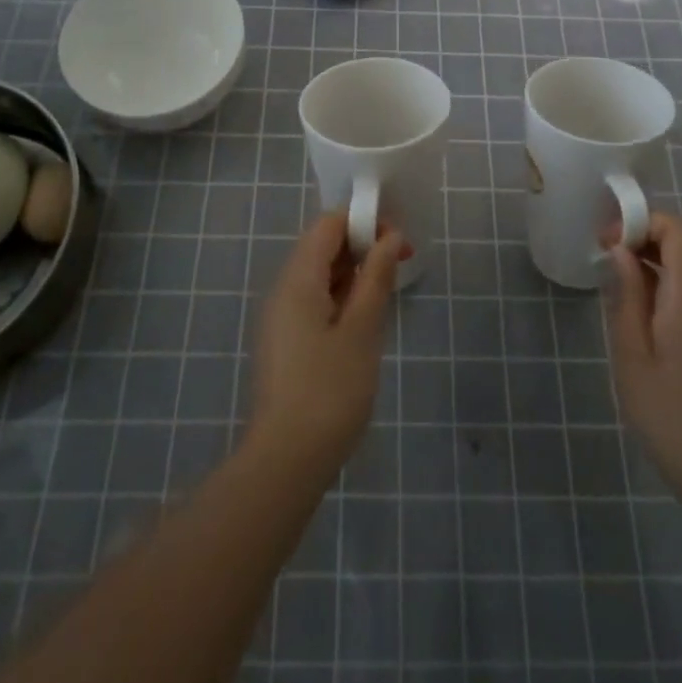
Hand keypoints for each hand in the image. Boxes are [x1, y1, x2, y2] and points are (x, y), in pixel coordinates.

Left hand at [250, 213, 408, 476]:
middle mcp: (283, 289)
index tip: (398, 242)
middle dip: (362, 246)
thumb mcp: (363, 330)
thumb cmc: (330, 390)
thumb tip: (389, 238)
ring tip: (386, 293)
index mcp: (298, 279)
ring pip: (319, 276)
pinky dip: (341, 298)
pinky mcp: (285, 341)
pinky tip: (364, 321)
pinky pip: (315, 301)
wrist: (287, 460)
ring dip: (354, 274)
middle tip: (400, 266)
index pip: (328, 225)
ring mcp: (281, 317)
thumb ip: (376, 278)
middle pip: (322, 246)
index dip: (364, 222)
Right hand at [603, 213, 681, 512]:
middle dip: (651, 231)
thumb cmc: (672, 420)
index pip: (680, 230)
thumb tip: (621, 251)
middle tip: (614, 255)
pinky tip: (649, 310)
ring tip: (625, 280)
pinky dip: (676, 277)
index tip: (607, 242)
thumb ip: (627, 297)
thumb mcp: (633, 358)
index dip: (642, 222)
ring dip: (663, 253)